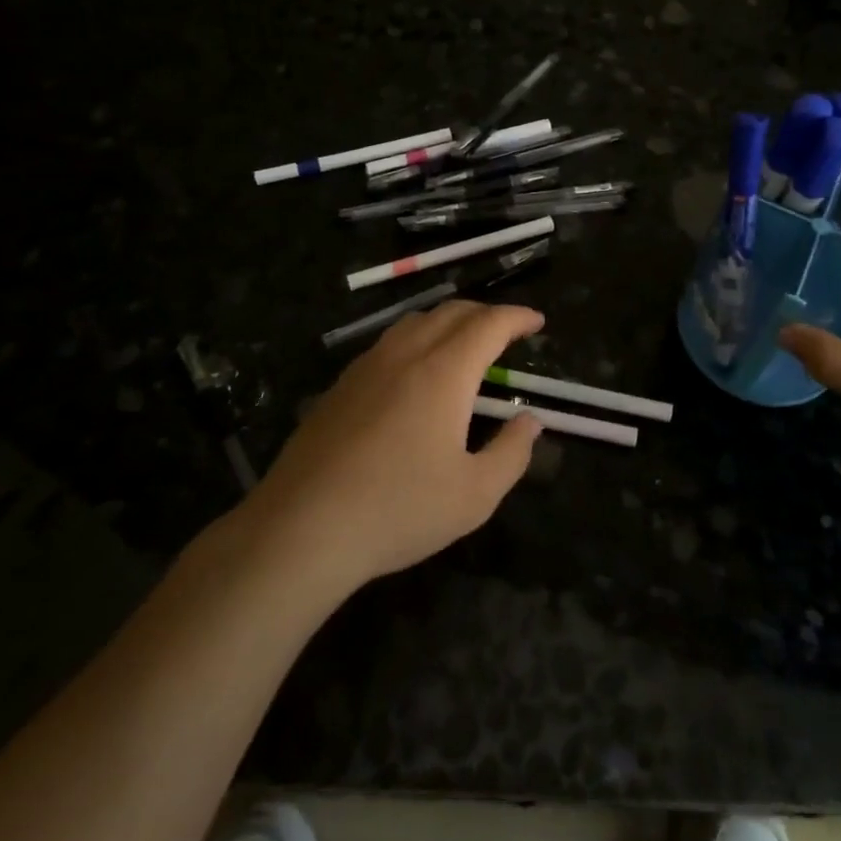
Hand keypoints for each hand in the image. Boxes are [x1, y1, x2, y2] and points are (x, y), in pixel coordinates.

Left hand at [246, 300, 543, 588]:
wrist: (303, 527)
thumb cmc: (399, 510)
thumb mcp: (475, 495)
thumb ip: (511, 453)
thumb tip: (529, 421)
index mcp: (444, 372)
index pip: (488, 324)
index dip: (517, 317)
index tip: (537, 322)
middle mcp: (405, 354)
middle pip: (451, 312)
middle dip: (486, 314)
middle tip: (508, 333)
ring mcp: (366, 367)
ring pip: (415, 322)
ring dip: (449, 322)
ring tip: (465, 344)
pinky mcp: (340, 385)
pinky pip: (388, 343)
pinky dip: (417, 340)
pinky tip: (415, 373)